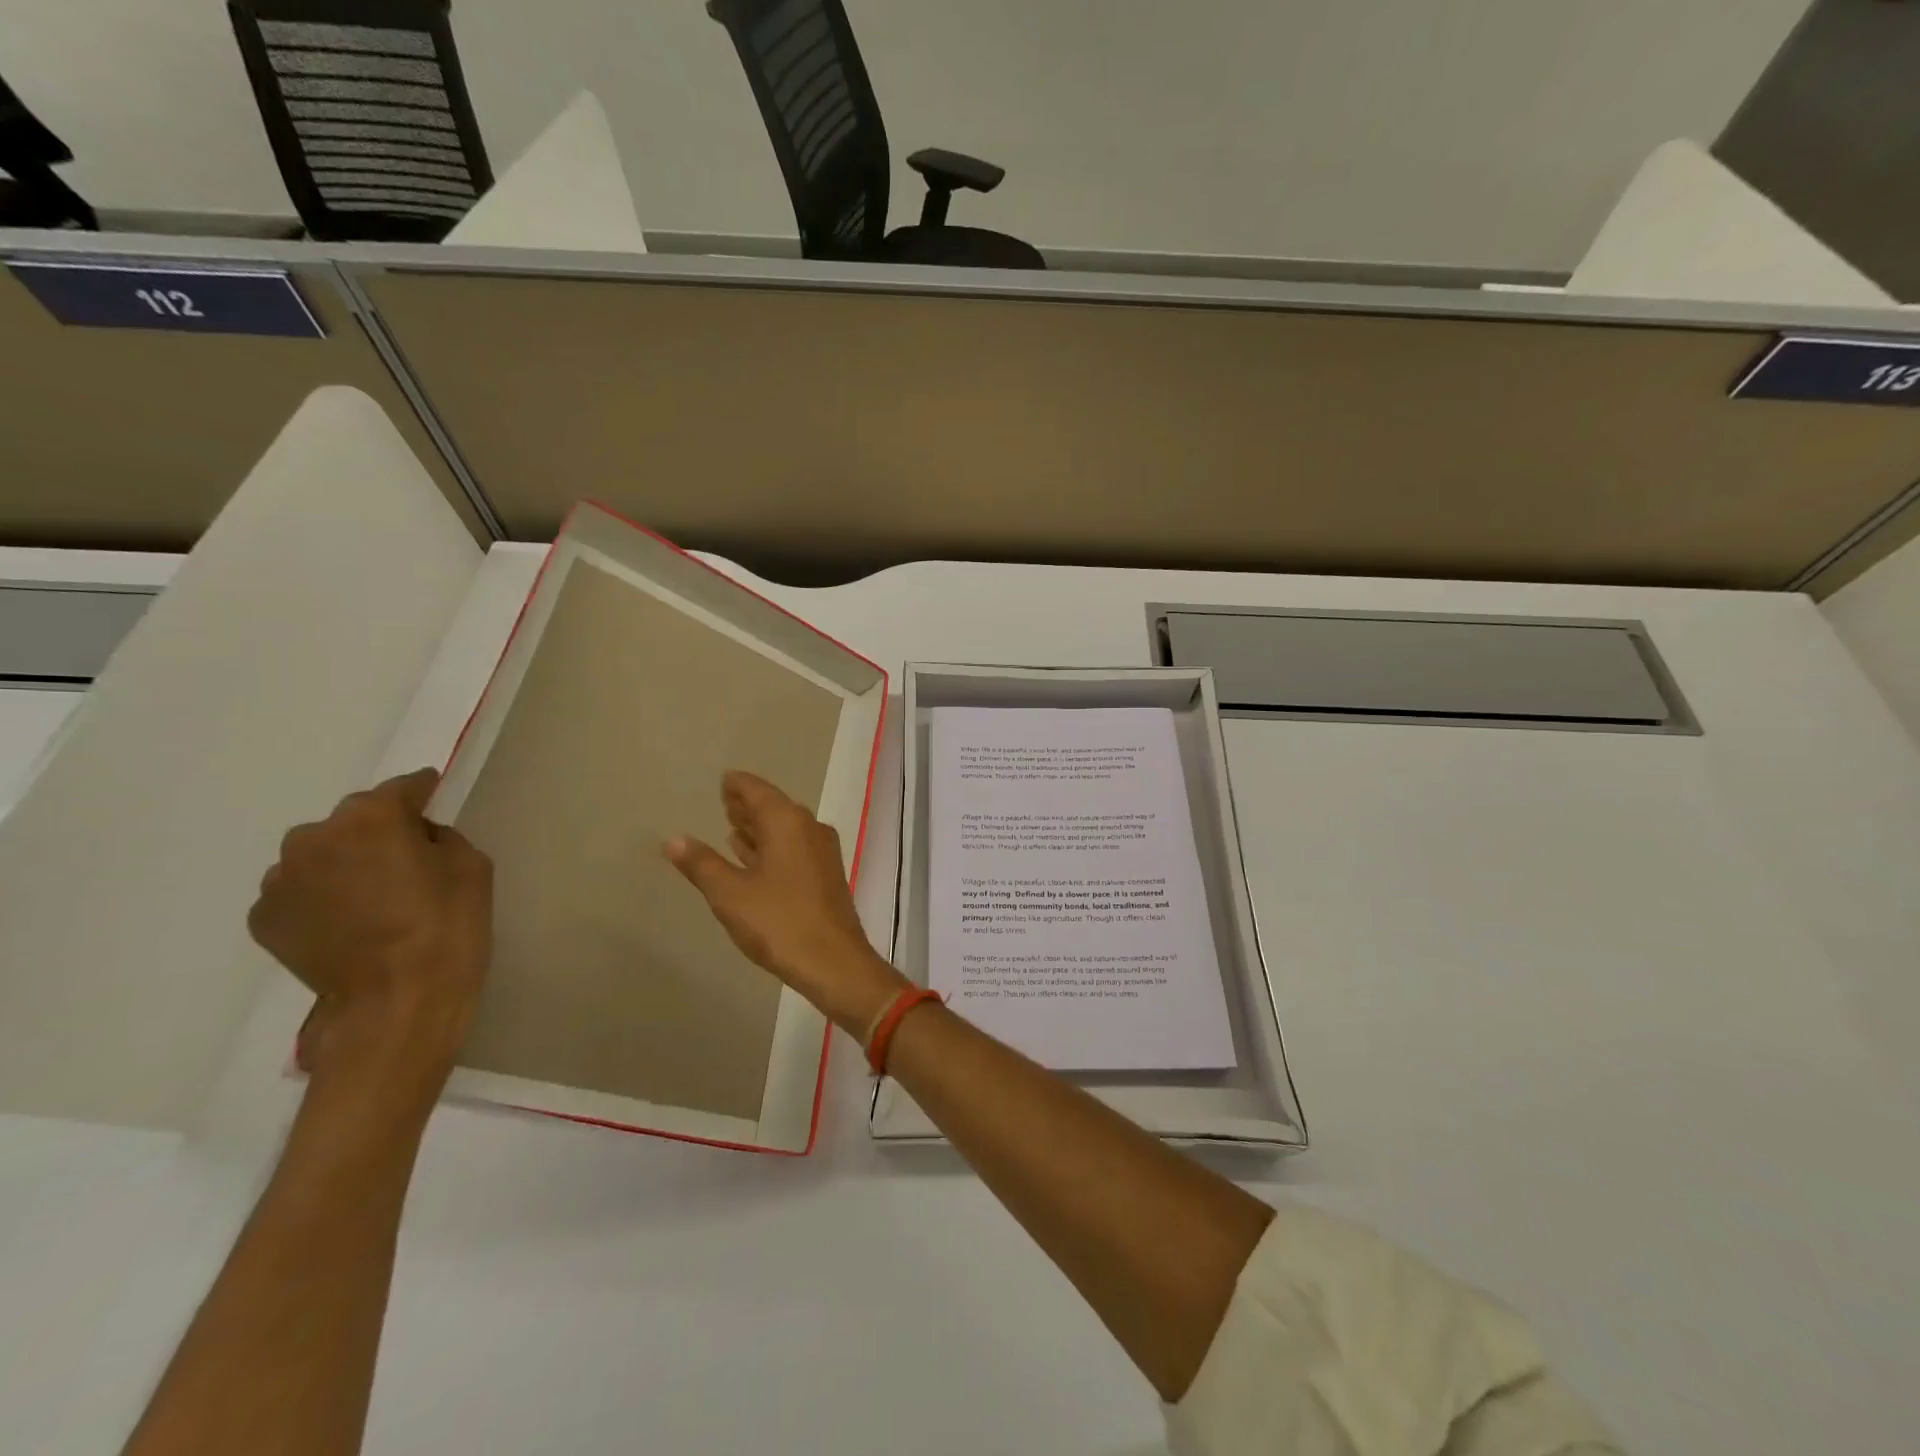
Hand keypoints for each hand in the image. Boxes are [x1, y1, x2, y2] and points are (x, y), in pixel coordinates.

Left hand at [249, 767, 493, 1094]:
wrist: (397, 1001)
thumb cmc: (448, 925)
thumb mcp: (471, 866)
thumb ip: (440, 837)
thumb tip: (416, 837)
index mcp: (371, 817)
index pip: (403, 788)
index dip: (423, 794)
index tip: (435, 800)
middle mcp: (314, 837)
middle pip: (355, 820)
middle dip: (379, 832)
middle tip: (407, 862)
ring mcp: (281, 880)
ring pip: (322, 854)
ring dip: (346, 864)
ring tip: (374, 898)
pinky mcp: (265, 918)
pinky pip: (301, 891)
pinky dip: (322, 897)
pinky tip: (350, 923)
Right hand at [666, 771, 909, 1035]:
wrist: (834, 961)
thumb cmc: (779, 922)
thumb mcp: (730, 893)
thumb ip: (701, 864)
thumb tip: (673, 839)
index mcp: (788, 822)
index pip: (758, 791)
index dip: (738, 785)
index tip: (724, 780)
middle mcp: (809, 828)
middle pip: (774, 807)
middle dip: (748, 805)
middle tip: (724, 801)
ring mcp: (822, 852)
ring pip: (786, 829)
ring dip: (760, 828)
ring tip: (734, 827)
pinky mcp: (825, 875)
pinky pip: (794, 848)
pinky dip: (773, 847)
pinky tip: (755, 858)